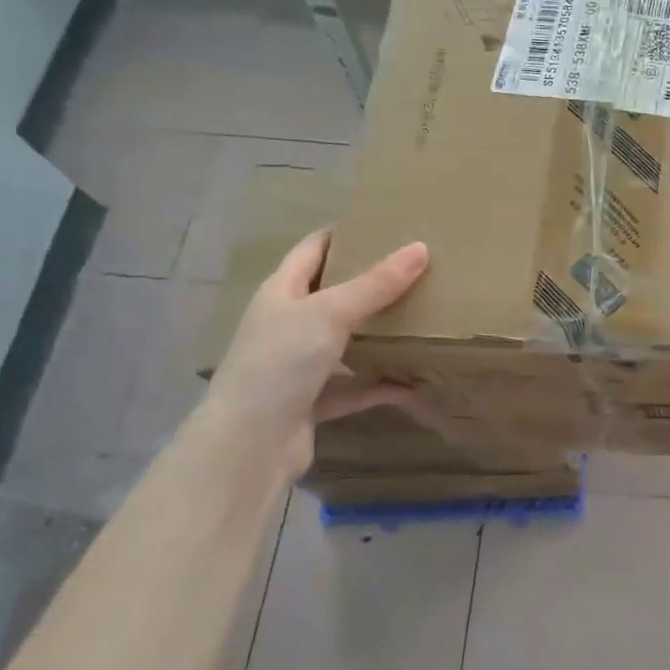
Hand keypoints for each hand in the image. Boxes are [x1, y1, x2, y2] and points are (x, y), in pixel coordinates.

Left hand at [202, 230, 429, 472]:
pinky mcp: (312, 402)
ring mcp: (298, 365)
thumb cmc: (281, 362)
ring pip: (344, 341)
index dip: (343, 234)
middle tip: (414, 269)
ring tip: (420, 317)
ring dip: (376, 333)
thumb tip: (420, 248)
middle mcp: (287, 324)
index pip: (312, 250)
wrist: (249, 445)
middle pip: (331, 294)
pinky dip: (379, 385)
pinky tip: (413, 383)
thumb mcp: (331, 313)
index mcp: (282, 292)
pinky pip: (353, 387)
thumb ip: (377, 284)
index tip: (384, 224)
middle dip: (369, 282)